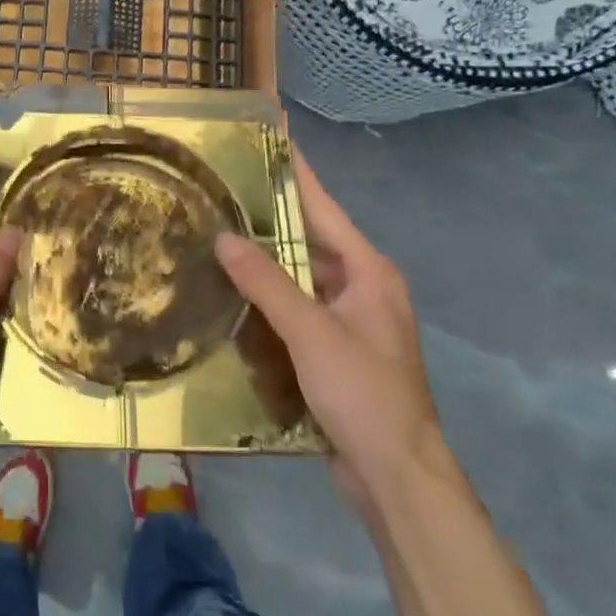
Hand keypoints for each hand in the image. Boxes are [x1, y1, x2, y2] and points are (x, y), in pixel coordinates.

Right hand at [215, 148, 453, 512]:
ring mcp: (350, 322)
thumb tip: (225, 237)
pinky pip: (297, 311)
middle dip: (269, 219)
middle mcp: (363, 289)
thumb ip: (267, 282)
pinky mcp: (336, 352)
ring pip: (301, 279)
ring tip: (218, 237)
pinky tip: (233, 296)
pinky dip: (269, 301)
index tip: (271, 139)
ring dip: (265, 264)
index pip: (324, 209)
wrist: (397, 476)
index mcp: (369, 272)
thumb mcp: (311, 332)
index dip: (297, 174)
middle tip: (223, 192)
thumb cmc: (364, 393)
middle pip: (310, 242)